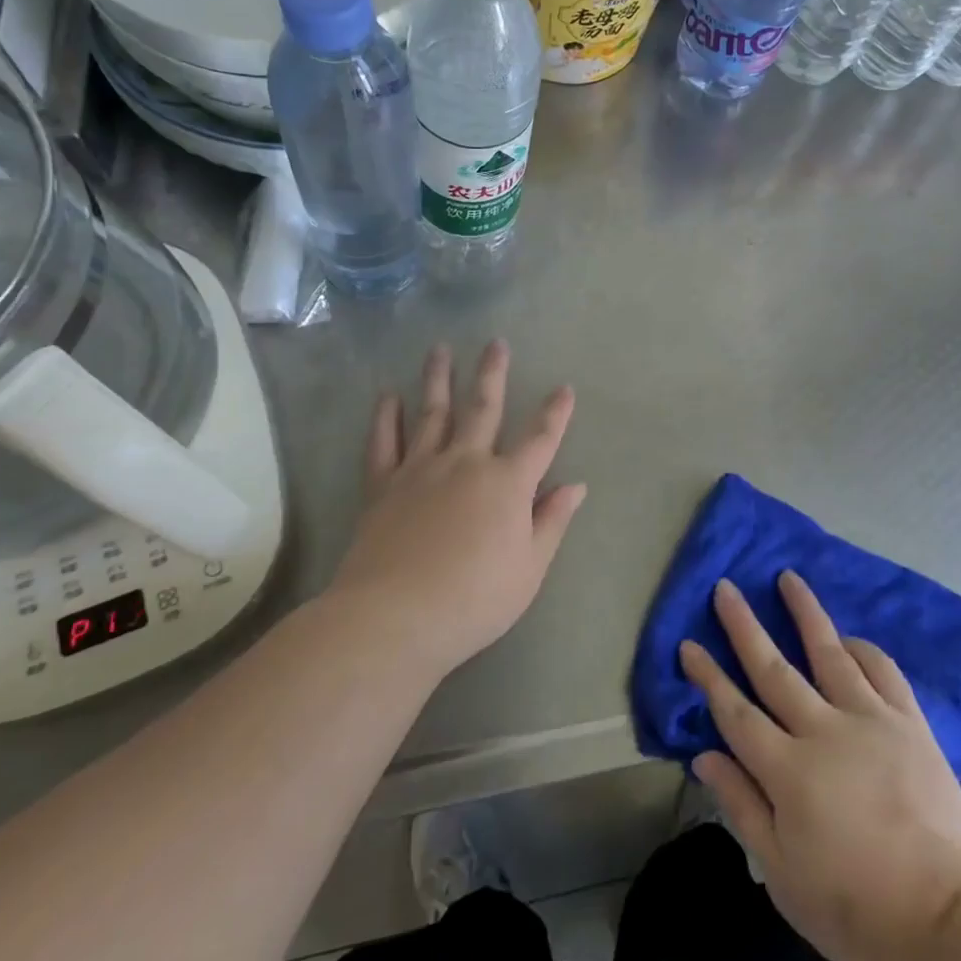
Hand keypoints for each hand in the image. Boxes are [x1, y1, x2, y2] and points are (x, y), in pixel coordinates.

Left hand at [331, 340, 585, 680]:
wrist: (396, 616)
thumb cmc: (475, 598)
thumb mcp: (529, 568)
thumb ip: (551, 521)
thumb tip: (576, 486)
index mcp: (507, 483)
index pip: (541, 439)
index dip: (555, 413)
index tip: (564, 388)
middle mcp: (466, 462)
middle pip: (483, 408)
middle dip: (493, 374)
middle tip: (496, 343)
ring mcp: (421, 469)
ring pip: (432, 413)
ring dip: (438, 379)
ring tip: (440, 349)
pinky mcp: (383, 485)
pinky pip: (384, 443)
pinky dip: (386, 417)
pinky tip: (387, 396)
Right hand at [680, 572, 960, 960]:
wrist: (948, 920)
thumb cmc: (855, 907)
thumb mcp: (783, 874)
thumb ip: (741, 806)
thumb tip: (704, 755)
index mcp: (787, 770)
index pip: (735, 712)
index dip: (708, 677)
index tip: (688, 644)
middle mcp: (823, 730)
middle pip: (774, 668)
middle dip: (744, 626)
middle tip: (725, 588)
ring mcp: (870, 720)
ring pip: (829, 652)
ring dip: (805, 612)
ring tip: (789, 577)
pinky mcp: (910, 723)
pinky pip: (883, 672)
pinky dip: (863, 649)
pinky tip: (849, 638)